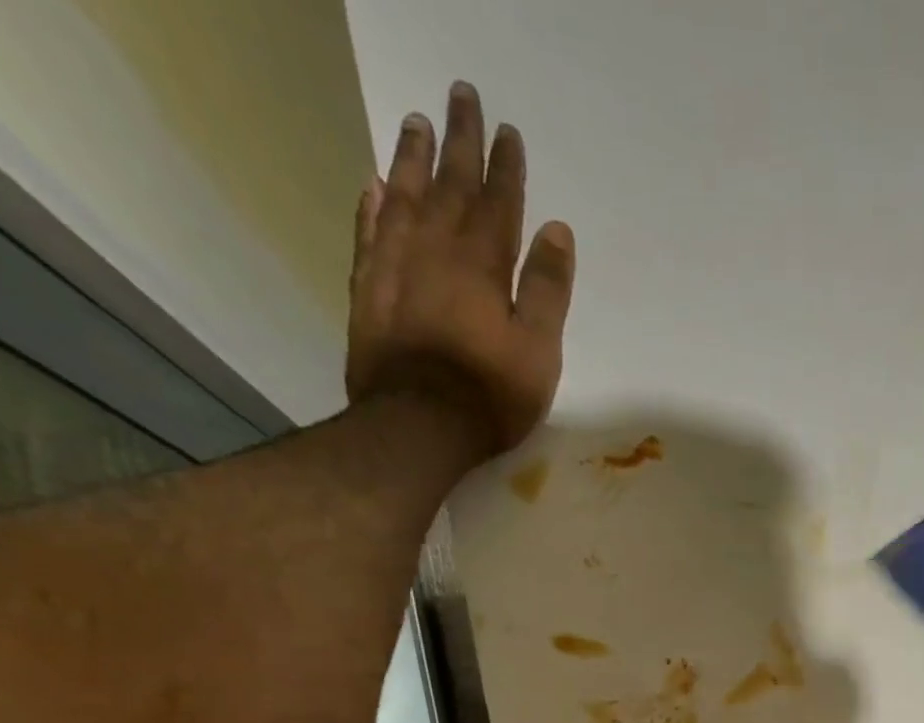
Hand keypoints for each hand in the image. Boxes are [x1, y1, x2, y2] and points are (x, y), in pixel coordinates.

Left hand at [347, 82, 575, 462]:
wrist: (417, 425)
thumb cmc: (490, 394)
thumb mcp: (538, 350)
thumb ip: (546, 289)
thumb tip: (556, 230)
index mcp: (483, 264)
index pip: (498, 202)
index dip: (505, 167)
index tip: (508, 131)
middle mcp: (435, 249)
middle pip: (449, 183)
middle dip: (459, 140)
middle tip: (461, 95)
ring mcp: (395, 265)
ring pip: (404, 195)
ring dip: (413, 157)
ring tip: (416, 122)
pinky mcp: (368, 290)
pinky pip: (369, 232)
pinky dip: (373, 204)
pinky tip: (376, 186)